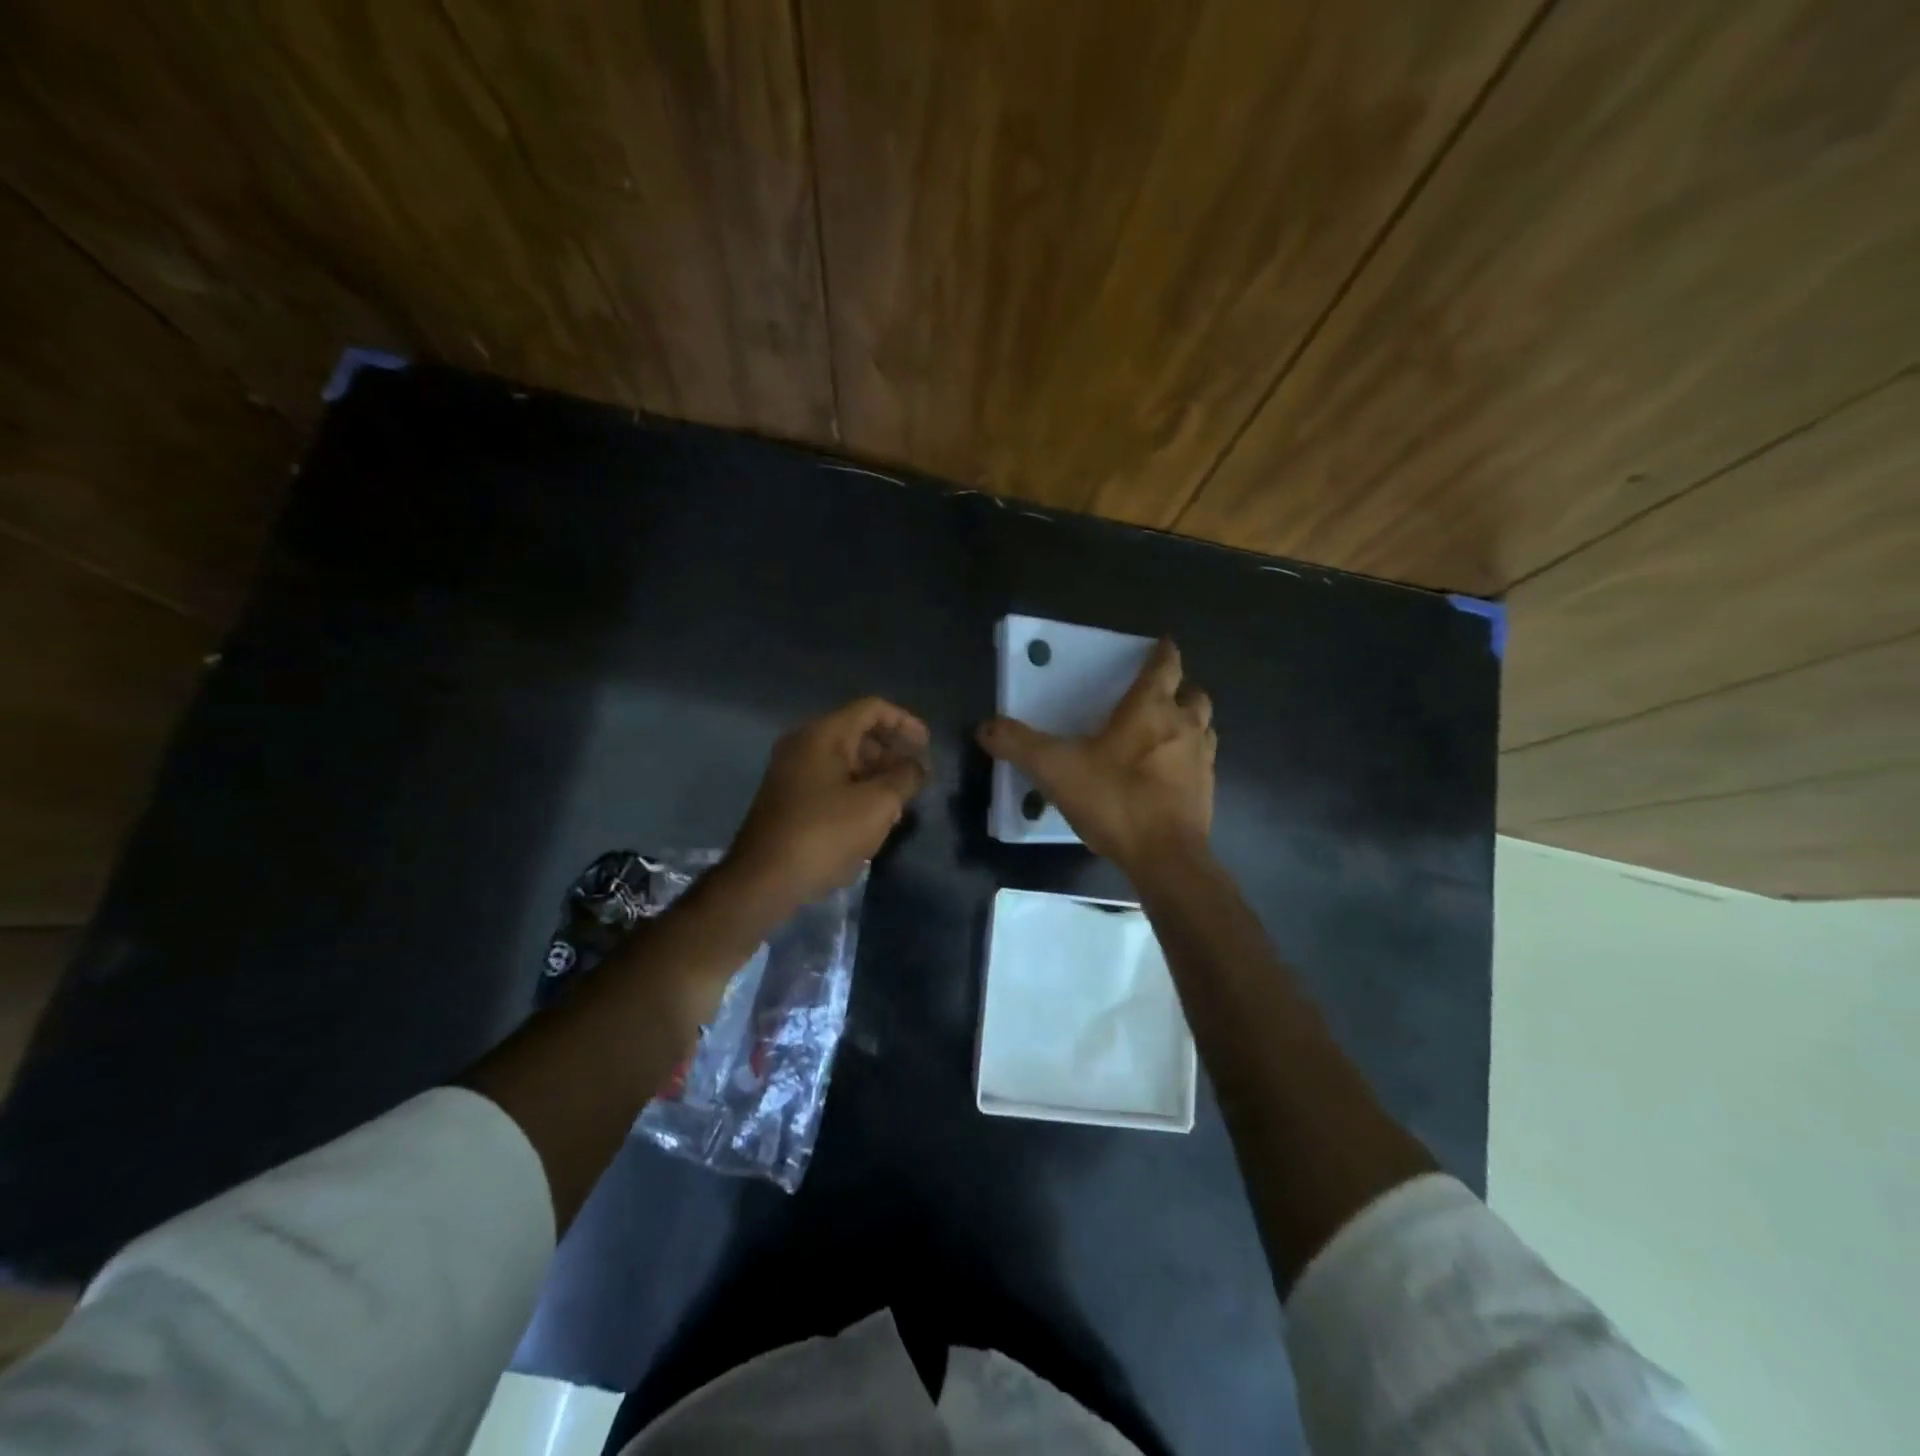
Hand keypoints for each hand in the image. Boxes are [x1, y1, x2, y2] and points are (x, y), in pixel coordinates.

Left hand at [724, 697, 929, 914]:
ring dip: (877, 776)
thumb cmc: (826, 833)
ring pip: (845, 761)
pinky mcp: (789, 800)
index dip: (905, 723)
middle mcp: (804, 745)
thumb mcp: (878, 804)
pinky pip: (831, 783)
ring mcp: (792, 773)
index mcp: (823, 734)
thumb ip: (905, 777)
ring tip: (901, 802)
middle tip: (916, 778)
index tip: (927, 747)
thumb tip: (916, 766)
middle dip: (892, 752)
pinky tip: (873, 820)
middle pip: (858, 734)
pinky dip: (856, 791)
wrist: (764, 879)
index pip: (872, 709)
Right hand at [977, 638, 1213, 871]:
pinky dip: (1188, 759)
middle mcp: (1183, 726)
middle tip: (1158, 695)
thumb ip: (1019, 745)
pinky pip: (1202, 763)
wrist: (1165, 857)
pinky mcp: (1207, 792)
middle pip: (1194, 694)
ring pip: (1203, 727)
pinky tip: (1166, 775)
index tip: (1162, 644)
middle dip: (1180, 689)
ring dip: (1188, 723)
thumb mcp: (1055, 769)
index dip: (1164, 652)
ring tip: (1163, 733)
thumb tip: (985, 727)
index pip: (1165, 666)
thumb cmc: (1114, 799)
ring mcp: (1201, 760)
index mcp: (1151, 709)